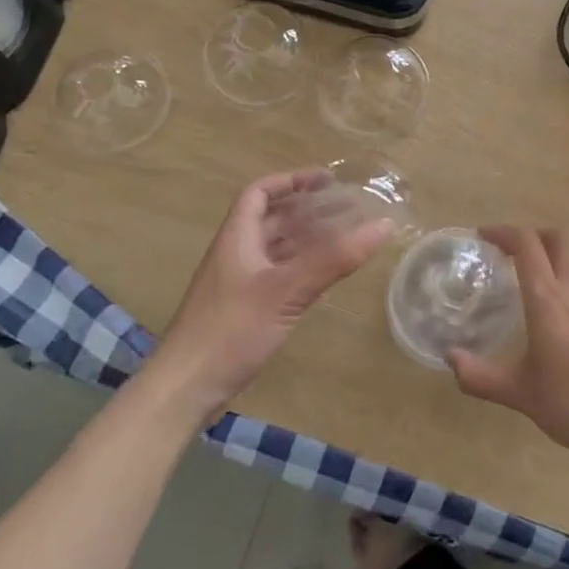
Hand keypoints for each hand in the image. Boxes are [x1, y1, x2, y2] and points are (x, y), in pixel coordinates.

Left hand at [149, 170, 393, 416]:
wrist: (186, 388)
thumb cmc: (232, 330)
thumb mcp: (287, 290)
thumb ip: (334, 258)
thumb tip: (382, 224)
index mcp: (237, 237)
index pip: (259, 192)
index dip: (290, 180)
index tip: (327, 180)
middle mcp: (236, 254)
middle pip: (271, 219)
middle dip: (307, 210)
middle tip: (347, 209)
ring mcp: (238, 284)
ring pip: (275, 249)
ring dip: (306, 239)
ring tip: (344, 237)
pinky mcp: (243, 311)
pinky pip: (277, 276)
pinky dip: (301, 269)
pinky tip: (324, 278)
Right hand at [447, 225, 568, 464]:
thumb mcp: (522, 395)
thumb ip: (481, 377)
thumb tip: (450, 359)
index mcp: (549, 300)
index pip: (527, 245)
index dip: (503, 232)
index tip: (482, 236)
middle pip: (558, 240)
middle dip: (531, 236)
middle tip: (508, 253)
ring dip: (551, 256)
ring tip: (529, 281)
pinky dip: (567, 279)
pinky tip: (557, 312)